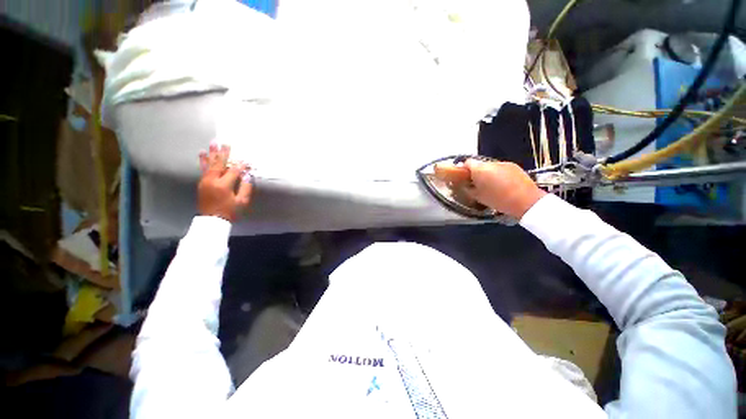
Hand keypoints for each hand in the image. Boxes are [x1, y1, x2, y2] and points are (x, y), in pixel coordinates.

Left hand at [197, 144, 252, 221]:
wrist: (212, 221)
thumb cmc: (230, 211)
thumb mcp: (242, 202)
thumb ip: (245, 187)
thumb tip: (247, 175)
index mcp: (224, 185)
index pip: (233, 171)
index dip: (241, 166)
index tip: (247, 161)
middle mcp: (212, 180)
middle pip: (219, 164)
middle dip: (223, 153)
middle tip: (225, 143)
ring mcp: (205, 181)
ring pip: (209, 164)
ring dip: (212, 153)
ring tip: (212, 143)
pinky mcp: (202, 183)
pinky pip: (203, 169)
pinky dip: (203, 160)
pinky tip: (203, 153)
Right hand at [434, 159, 545, 218]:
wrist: (526, 201)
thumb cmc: (498, 200)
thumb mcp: (477, 197)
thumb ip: (468, 188)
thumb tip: (465, 184)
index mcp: (480, 169)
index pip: (467, 162)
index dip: (463, 169)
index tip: (463, 178)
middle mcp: (491, 163)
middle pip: (479, 164)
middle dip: (476, 172)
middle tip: (476, 184)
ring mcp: (504, 163)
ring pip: (490, 166)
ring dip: (488, 173)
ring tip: (491, 186)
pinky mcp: (514, 166)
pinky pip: (501, 168)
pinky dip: (498, 174)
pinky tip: (503, 185)